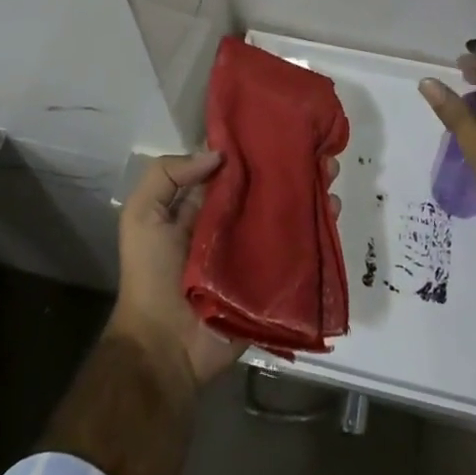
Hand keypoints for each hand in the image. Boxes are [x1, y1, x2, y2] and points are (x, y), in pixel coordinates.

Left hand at [108, 151, 340, 391]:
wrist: (165, 348)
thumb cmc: (151, 276)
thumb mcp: (142, 215)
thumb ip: (168, 175)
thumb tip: (218, 153)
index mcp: (203, 206)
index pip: (234, 169)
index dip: (254, 148)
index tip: (281, 126)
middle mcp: (232, 223)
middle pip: (267, 189)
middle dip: (291, 168)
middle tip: (317, 150)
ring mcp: (255, 252)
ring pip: (288, 214)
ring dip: (310, 193)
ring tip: (331, 173)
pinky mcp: (273, 279)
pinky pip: (300, 250)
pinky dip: (319, 229)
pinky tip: (334, 210)